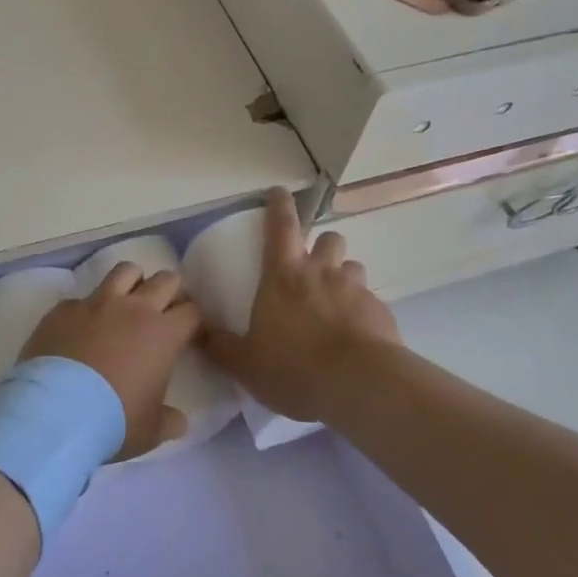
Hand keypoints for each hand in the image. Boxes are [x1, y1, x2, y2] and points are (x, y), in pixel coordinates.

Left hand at [20, 265, 200, 459]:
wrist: (56, 411)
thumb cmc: (113, 420)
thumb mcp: (150, 431)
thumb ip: (168, 421)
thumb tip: (179, 422)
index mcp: (163, 334)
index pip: (191, 312)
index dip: (193, 320)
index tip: (189, 333)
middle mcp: (133, 308)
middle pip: (165, 280)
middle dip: (170, 290)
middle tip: (164, 309)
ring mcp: (96, 303)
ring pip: (125, 271)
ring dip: (132, 281)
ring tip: (127, 300)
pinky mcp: (64, 308)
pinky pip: (81, 297)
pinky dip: (87, 308)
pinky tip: (80, 327)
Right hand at [203, 188, 400, 424]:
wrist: (360, 384)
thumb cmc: (295, 367)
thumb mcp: (246, 364)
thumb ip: (221, 347)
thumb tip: (197, 332)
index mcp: (283, 276)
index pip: (281, 226)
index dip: (279, 205)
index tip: (278, 191)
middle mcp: (321, 273)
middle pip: (327, 239)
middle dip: (321, 246)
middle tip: (312, 266)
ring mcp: (355, 290)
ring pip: (352, 267)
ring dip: (342, 277)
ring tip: (334, 302)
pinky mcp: (380, 312)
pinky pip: (369, 301)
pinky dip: (360, 311)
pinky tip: (354, 335)